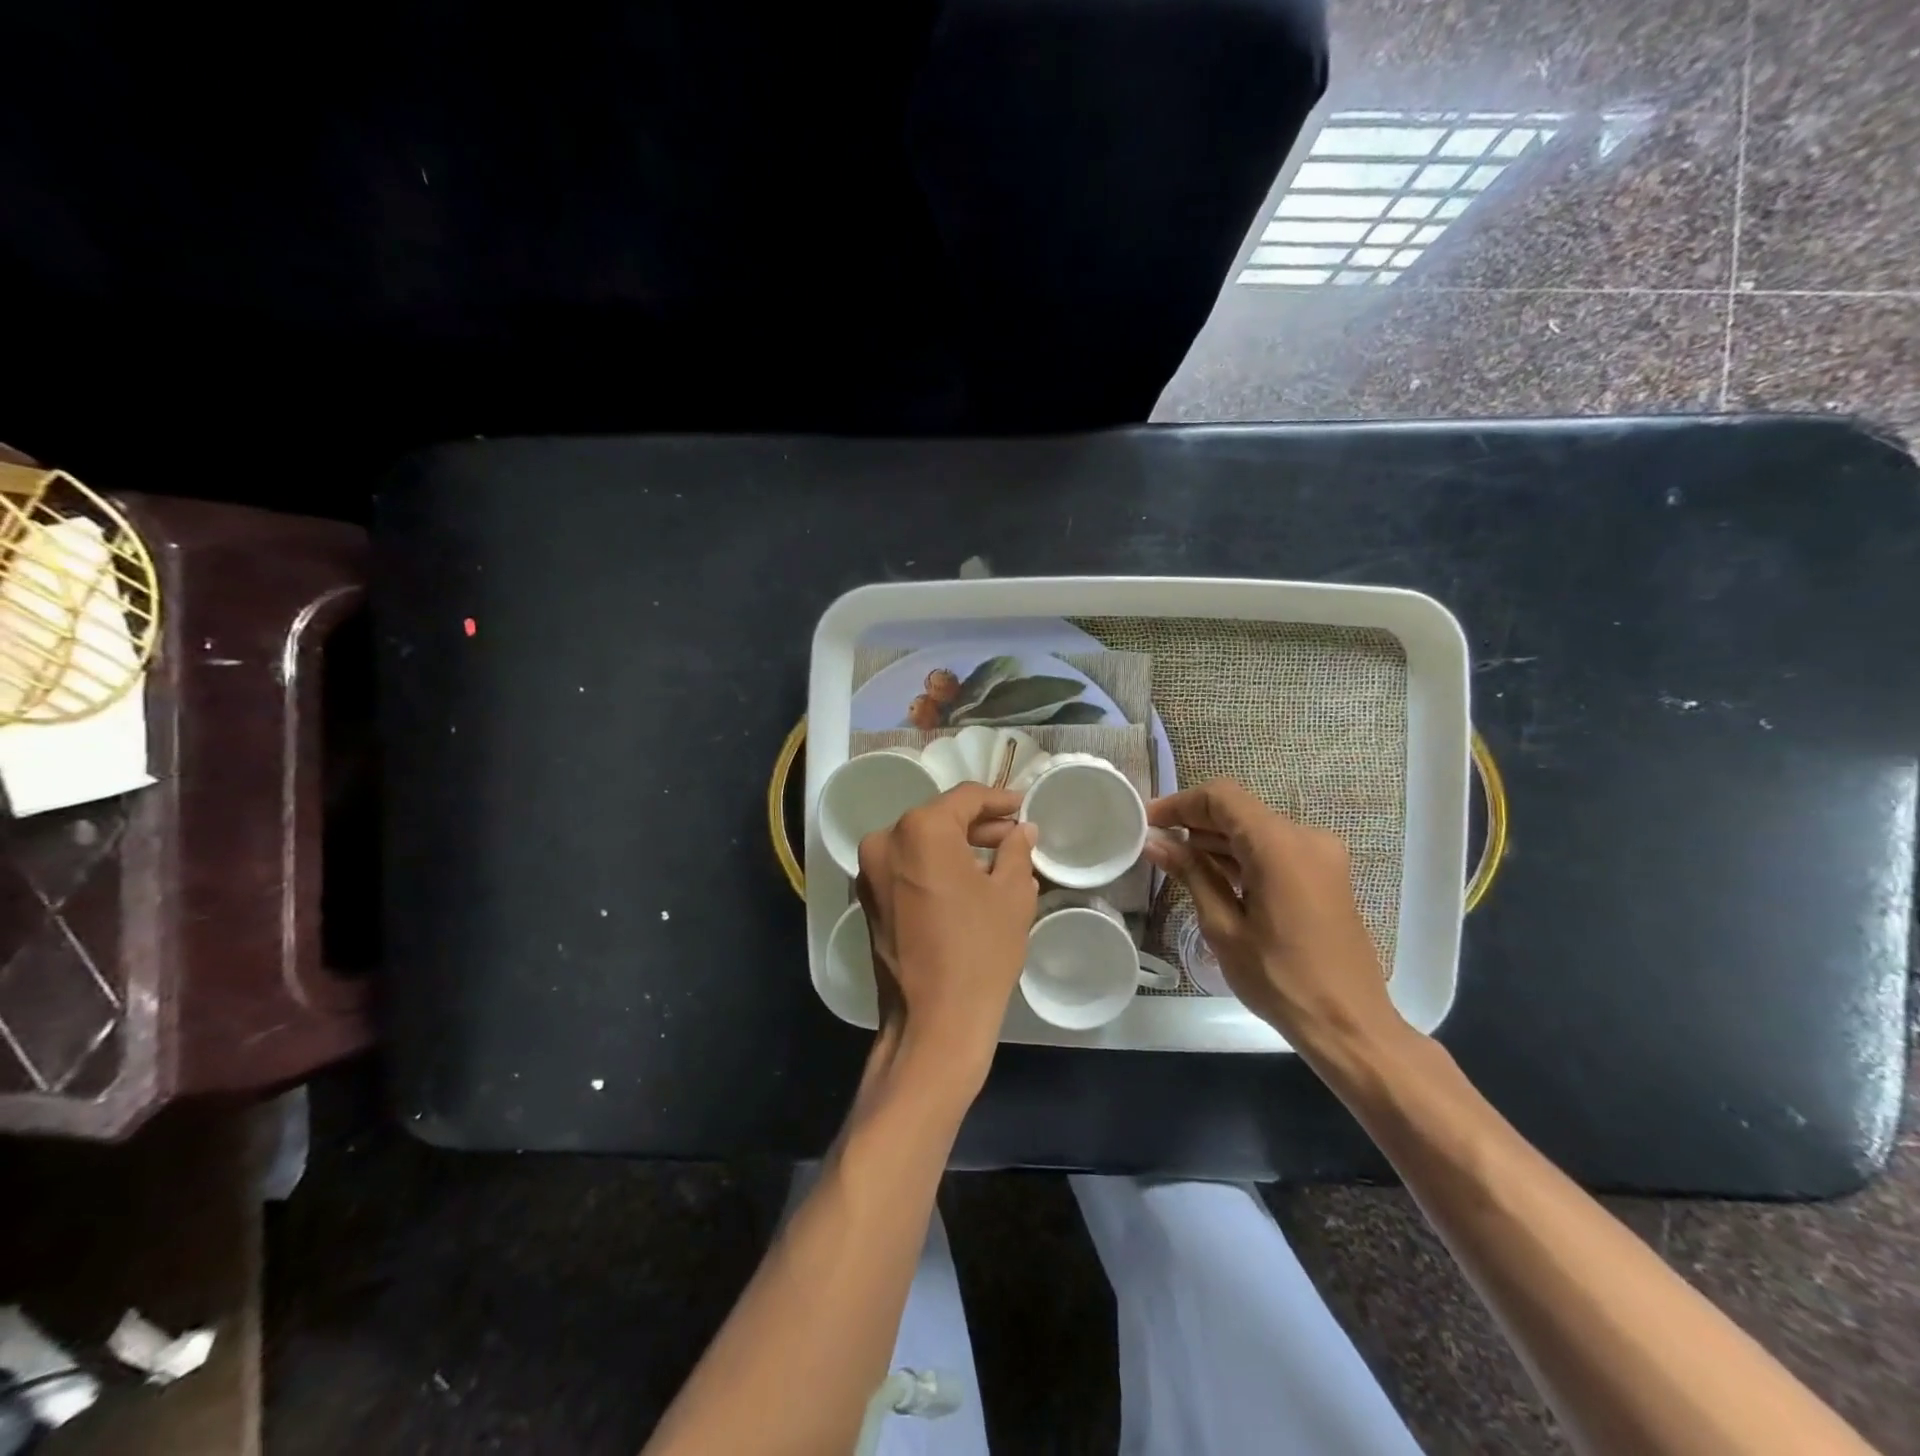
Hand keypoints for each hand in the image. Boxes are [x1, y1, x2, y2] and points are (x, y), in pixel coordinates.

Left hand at [856, 784, 1038, 1085]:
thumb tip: (1022, 830)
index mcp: (920, 830)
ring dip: (957, 848)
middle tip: (1015, 836)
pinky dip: (935, 869)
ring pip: (921, 844)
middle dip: (979, 825)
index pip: (965, 798)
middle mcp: (885, 841)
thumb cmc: (980, 950)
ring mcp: (870, 873)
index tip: (1024, 808)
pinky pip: (906, 869)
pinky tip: (968, 883)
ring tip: (998, 861)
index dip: (1000, 800)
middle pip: (939, 819)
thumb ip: (1016, 850)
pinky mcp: (868, 901)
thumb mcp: (1012, 894)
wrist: (933, 1023)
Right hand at [1143, 778, 1398, 1053]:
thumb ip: (1191, 874)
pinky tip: (1213, 876)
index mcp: (1279, 845)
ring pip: (1257, 830)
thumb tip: (1155, 842)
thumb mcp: (1223, 926)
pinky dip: (1242, 855)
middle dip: (1195, 822)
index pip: (1221, 798)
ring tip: (1176, 862)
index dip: (1180, 803)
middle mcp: (1306, 838)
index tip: (1147, 821)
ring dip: (1217, 840)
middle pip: (1240, 811)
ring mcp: (1321, 856)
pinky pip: (1276, 850)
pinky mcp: (1326, 875)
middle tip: (1155, 842)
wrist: (1349, 1025)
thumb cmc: (1279, 978)